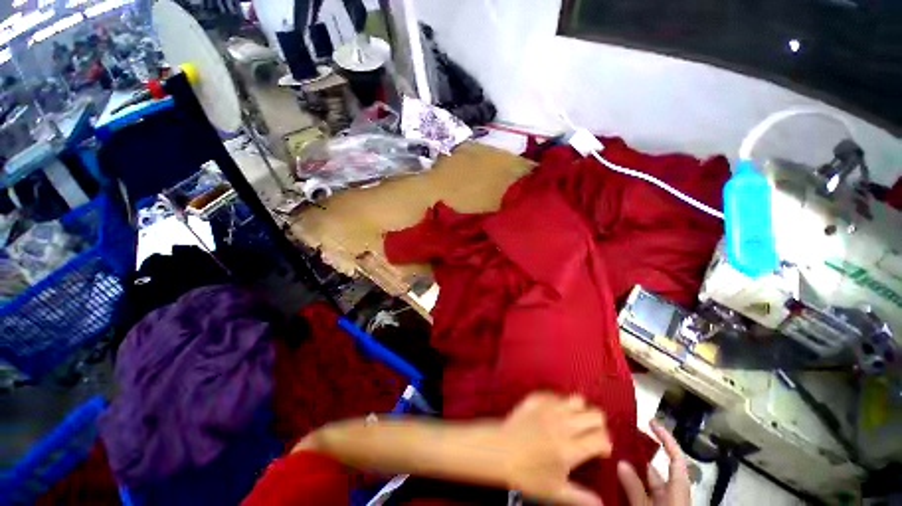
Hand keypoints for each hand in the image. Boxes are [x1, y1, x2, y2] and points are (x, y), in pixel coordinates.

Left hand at [499, 392, 611, 505]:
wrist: (499, 450)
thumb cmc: (526, 473)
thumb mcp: (554, 491)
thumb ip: (580, 497)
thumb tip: (601, 504)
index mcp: (570, 448)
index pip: (602, 438)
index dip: (606, 445)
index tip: (601, 452)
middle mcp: (563, 424)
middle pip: (595, 415)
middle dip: (599, 426)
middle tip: (591, 435)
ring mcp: (549, 408)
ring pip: (578, 400)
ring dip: (581, 411)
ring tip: (574, 423)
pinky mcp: (537, 398)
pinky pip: (556, 394)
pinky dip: (560, 403)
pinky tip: (555, 413)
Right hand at [617, 420, 690, 505]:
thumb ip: (637, 491)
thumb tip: (621, 462)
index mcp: (678, 492)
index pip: (676, 459)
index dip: (666, 439)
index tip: (650, 421)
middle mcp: (669, 496)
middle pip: (654, 470)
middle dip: (635, 454)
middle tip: (613, 439)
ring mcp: (659, 504)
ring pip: (642, 483)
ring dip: (626, 470)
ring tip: (607, 455)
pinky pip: (636, 494)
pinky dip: (624, 485)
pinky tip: (609, 477)